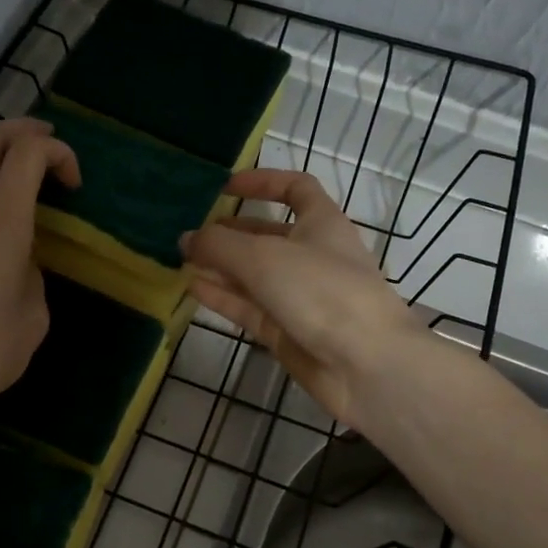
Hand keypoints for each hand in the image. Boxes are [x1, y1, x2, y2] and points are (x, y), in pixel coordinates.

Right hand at [180, 170, 425, 426]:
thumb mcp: (264, 257)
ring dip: (221, 265)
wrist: (365, 365)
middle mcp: (312, 256)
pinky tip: (192, 288)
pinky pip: (249, 307)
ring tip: (181, 259)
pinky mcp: (287, 331)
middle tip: (190, 231)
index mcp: (322, 224)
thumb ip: (219, 245)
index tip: (226, 187)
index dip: (263, 182)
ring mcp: (300, 296)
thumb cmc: (322, 291)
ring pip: (254, 274)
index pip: (296, 189)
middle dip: (231, 231)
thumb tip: (186, 239)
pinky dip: (223, 296)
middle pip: (267, 235)